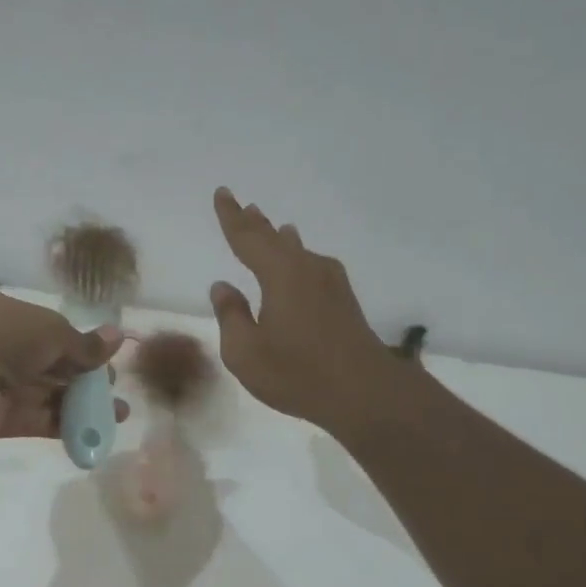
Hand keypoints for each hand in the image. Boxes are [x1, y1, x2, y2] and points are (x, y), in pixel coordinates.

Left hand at [0, 283, 128, 443]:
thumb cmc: (1, 334)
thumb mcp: (51, 329)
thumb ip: (83, 342)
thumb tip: (118, 337)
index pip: (43, 326)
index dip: (75, 342)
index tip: (104, 356)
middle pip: (46, 363)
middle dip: (83, 376)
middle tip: (114, 387)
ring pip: (43, 393)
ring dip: (80, 404)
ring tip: (117, 413)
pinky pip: (33, 419)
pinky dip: (63, 425)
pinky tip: (94, 431)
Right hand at [209, 188, 403, 436]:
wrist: (364, 392)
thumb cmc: (297, 373)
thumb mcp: (245, 352)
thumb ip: (231, 316)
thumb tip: (223, 287)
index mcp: (279, 275)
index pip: (247, 238)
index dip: (231, 217)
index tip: (222, 194)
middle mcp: (307, 269)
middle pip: (275, 239)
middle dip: (255, 223)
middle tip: (243, 205)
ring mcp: (330, 284)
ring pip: (297, 251)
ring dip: (280, 239)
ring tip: (272, 226)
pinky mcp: (343, 301)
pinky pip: (312, 266)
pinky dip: (297, 257)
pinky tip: (301, 262)